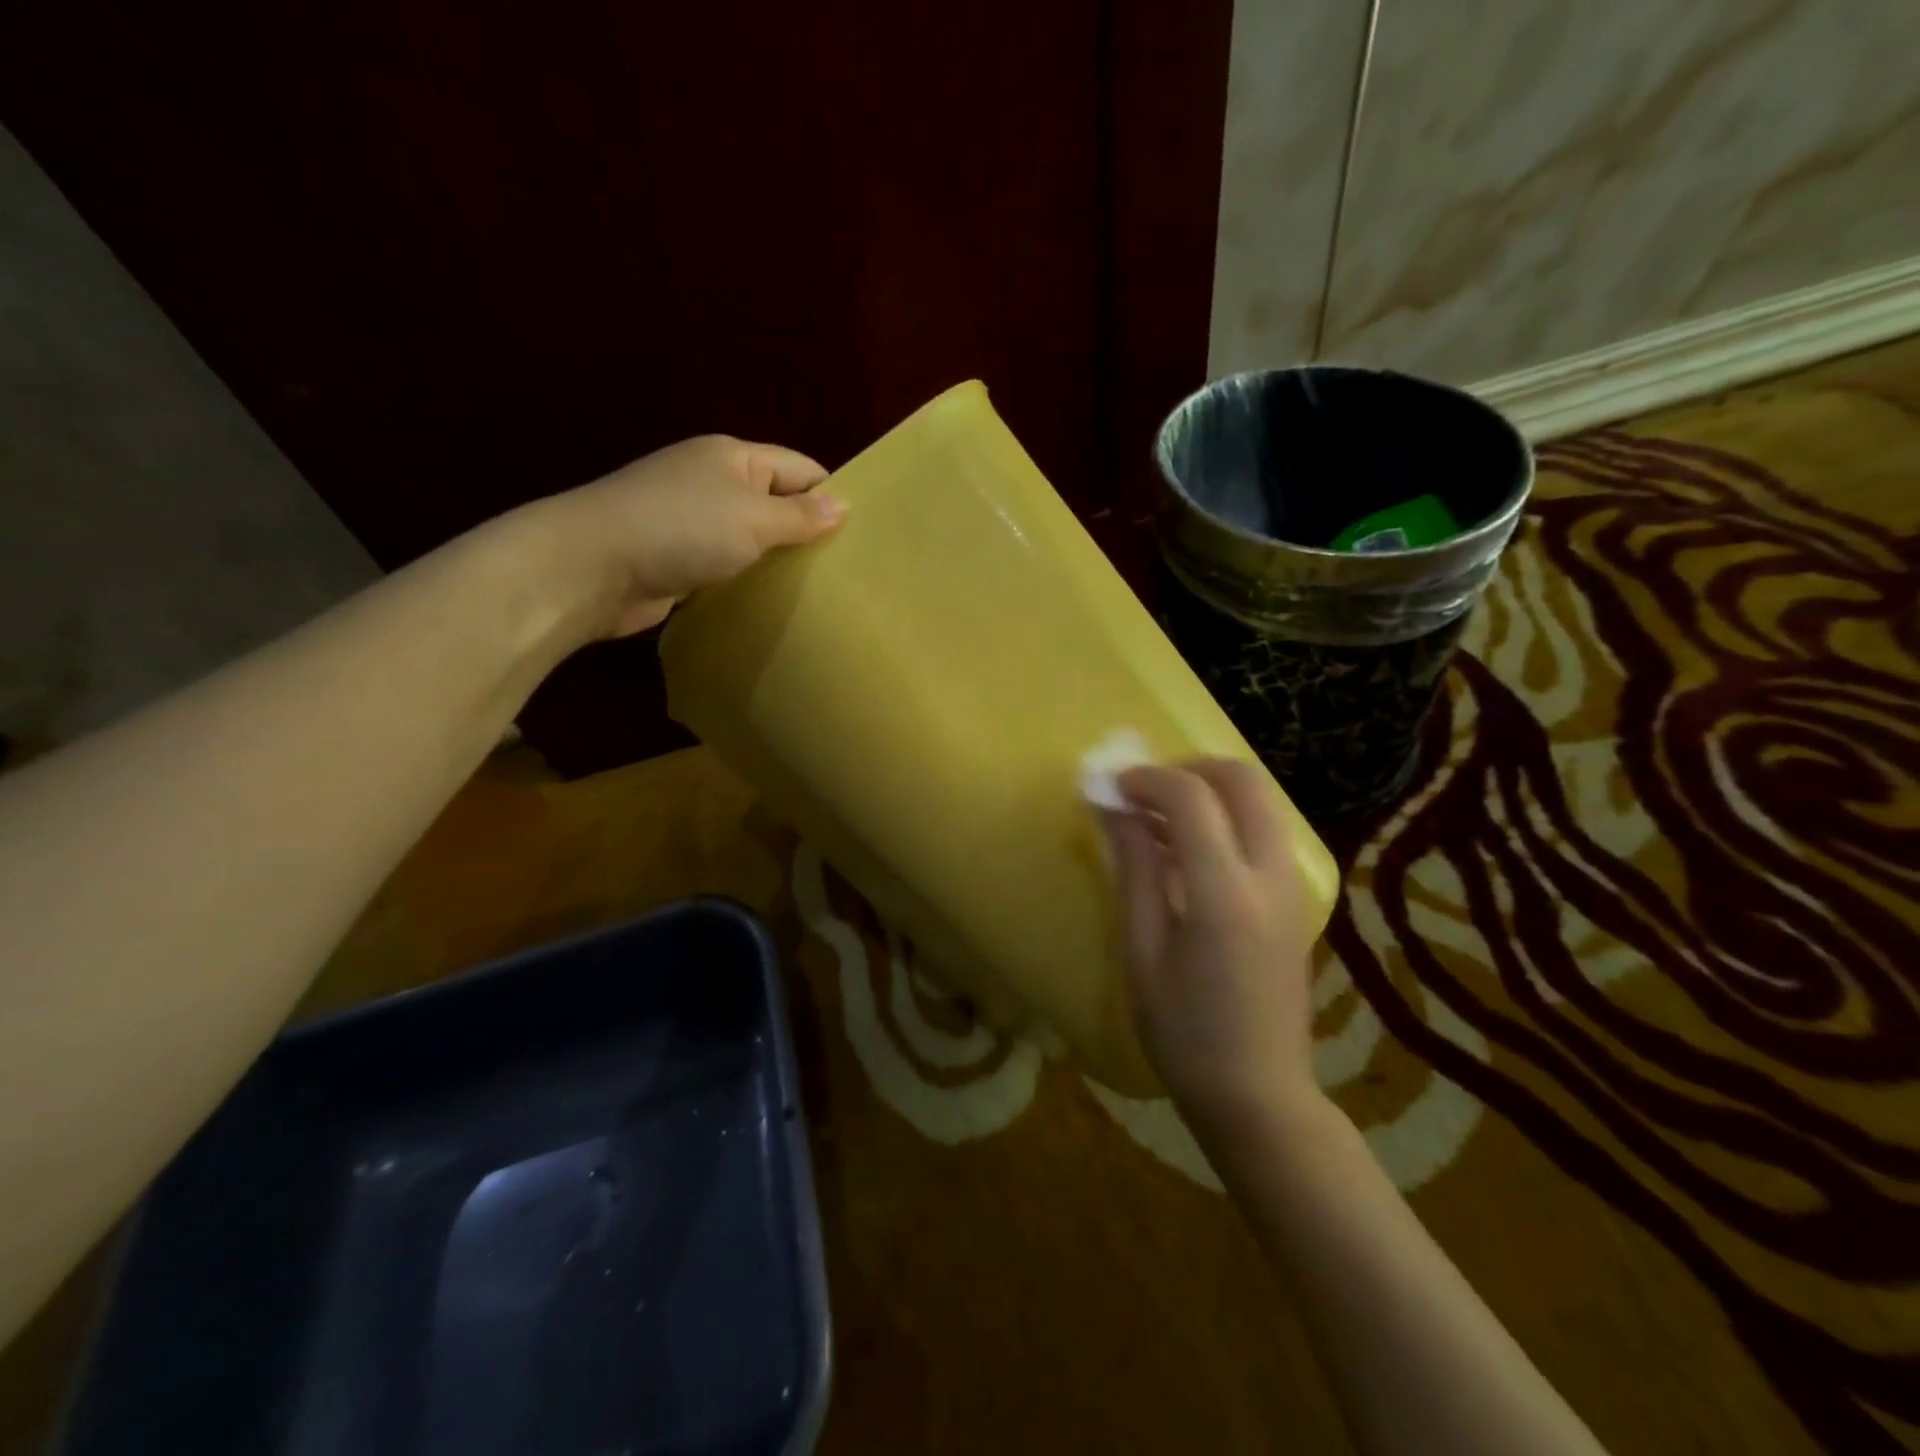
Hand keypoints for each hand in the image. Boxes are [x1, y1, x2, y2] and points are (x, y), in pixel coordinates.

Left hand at [531, 434, 845, 639]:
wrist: (593, 567)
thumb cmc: (682, 528)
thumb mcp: (754, 518)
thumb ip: (801, 516)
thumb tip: (844, 506)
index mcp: (734, 457)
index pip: (800, 469)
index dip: (832, 495)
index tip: (864, 534)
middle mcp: (714, 482)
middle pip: (777, 503)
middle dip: (808, 532)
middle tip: (848, 571)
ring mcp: (692, 521)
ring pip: (752, 539)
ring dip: (777, 561)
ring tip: (820, 591)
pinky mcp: (678, 558)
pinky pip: (727, 566)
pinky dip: (747, 580)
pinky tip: (773, 603)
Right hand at [1101, 760, 1321, 1119]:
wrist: (1259, 1095)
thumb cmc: (1184, 1032)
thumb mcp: (1143, 950)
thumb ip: (1134, 870)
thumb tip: (1113, 809)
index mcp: (1225, 893)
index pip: (1191, 798)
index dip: (1146, 780)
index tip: (1110, 787)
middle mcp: (1269, 876)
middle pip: (1243, 780)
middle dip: (1188, 769)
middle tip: (1144, 791)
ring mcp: (1290, 887)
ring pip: (1260, 801)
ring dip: (1209, 791)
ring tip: (1157, 818)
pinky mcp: (1294, 900)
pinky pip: (1263, 831)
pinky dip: (1225, 818)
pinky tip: (1186, 849)